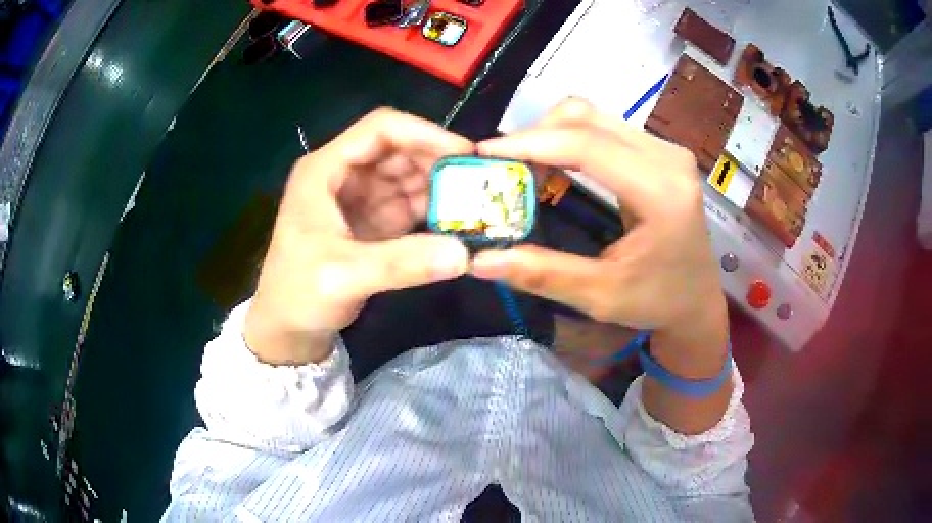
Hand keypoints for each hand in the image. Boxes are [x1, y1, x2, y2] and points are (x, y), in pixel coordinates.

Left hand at [245, 108, 473, 364]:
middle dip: (438, 162)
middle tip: (480, 182)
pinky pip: (410, 204)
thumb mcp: (343, 277)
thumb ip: (400, 264)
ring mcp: (361, 197)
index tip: (463, 152)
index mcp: (325, 170)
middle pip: (400, 150)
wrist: (286, 327)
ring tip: (477, 203)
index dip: (423, 133)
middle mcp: (345, 175)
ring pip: (409, 176)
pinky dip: (434, 210)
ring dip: (440, 187)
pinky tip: (458, 222)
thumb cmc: (298, 293)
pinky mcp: (374, 221)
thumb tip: (463, 254)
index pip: (379, 129)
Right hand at [471, 99, 728, 378]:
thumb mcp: (600, 296)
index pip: (587, 145)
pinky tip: (553, 164)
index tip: (484, 152)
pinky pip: (605, 128)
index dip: (530, 142)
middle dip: (535, 135)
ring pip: (593, 117)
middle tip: (501, 166)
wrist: (697, 300)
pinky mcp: (661, 152)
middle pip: (587, 119)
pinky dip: (570, 139)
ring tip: (523, 167)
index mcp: (661, 193)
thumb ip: (543, 274)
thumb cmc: (657, 302)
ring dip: (551, 134)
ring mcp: (667, 150)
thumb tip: (480, 261)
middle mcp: (668, 159)